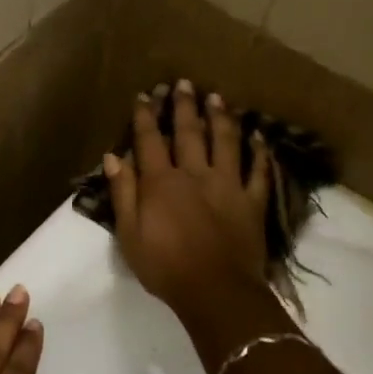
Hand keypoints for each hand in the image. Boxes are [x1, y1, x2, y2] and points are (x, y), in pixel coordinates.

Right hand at [105, 79, 271, 314]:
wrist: (215, 290)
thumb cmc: (164, 267)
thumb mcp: (129, 234)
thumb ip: (123, 193)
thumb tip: (114, 157)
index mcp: (161, 183)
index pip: (150, 141)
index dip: (145, 117)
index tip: (144, 96)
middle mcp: (195, 174)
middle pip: (189, 133)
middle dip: (183, 106)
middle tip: (183, 83)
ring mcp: (228, 185)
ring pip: (225, 142)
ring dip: (220, 117)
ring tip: (216, 97)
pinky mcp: (252, 201)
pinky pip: (258, 171)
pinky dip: (259, 152)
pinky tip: (258, 136)